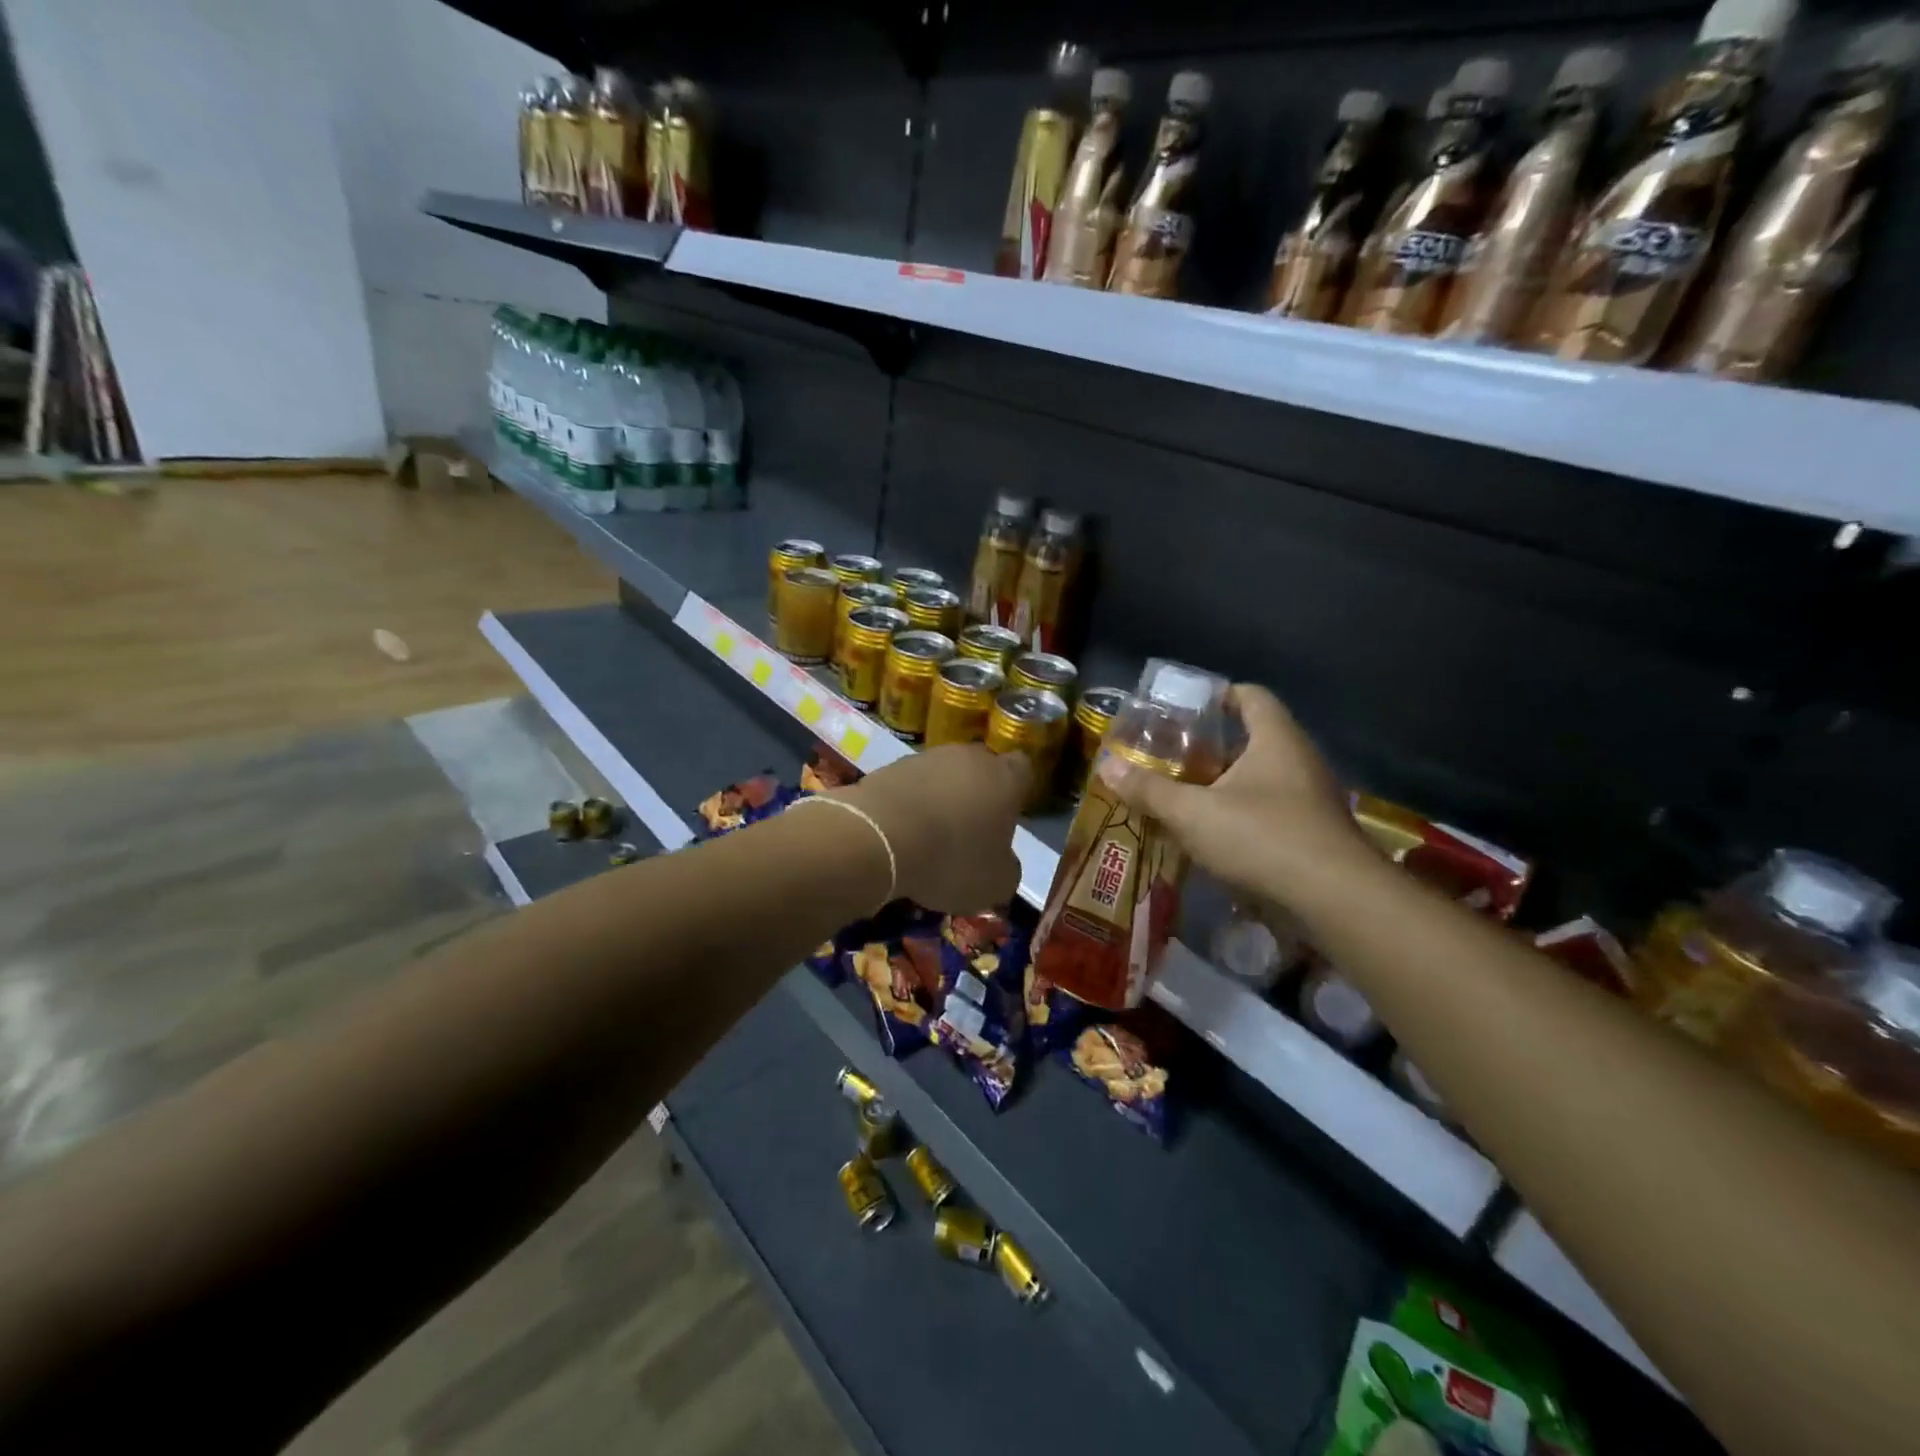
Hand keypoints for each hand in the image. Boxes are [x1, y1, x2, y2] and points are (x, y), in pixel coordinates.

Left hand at [839, 744, 1028, 911]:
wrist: (879, 838)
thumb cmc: (951, 859)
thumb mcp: (995, 883)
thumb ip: (1007, 868)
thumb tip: (1002, 863)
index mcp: (1004, 778)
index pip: (1023, 770)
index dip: (1017, 792)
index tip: (1007, 817)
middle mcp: (968, 757)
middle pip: (980, 770)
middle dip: (976, 795)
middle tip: (968, 832)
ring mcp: (926, 758)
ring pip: (942, 776)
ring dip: (940, 799)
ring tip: (928, 837)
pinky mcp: (889, 767)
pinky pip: (909, 785)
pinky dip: (909, 804)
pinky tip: (901, 834)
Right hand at [1099, 684, 1374, 907]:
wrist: (1334, 899)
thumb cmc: (1262, 837)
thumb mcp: (1193, 813)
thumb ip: (1149, 789)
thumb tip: (1106, 766)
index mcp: (1275, 739)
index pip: (1250, 696)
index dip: (1218, 695)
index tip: (1185, 709)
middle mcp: (1298, 760)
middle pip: (1252, 738)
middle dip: (1210, 746)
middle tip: (1171, 756)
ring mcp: (1310, 798)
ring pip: (1260, 778)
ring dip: (1224, 784)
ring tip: (1183, 795)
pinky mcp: (1312, 833)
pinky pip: (1270, 810)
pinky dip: (1240, 814)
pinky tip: (1212, 834)